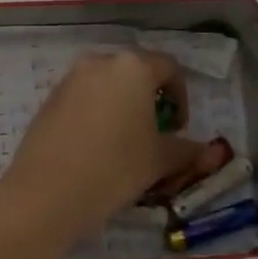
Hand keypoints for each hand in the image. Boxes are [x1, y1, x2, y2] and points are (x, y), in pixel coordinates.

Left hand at [0, 50, 202, 243]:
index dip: (181, 97)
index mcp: (133, 68)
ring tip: (125, 143)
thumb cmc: (115, 169)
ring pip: (106, 86)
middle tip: (154, 134)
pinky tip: (95, 149)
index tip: (178, 129)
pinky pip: (83, 100)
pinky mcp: (48, 101)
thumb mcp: (159, 161)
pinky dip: (96, 115)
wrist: (46, 195)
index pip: (169, 68)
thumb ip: (188, 151)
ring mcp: (69, 80)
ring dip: (122, 106)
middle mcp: (99, 63)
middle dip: (150, 99)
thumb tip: (211, 153)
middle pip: (135, 73)